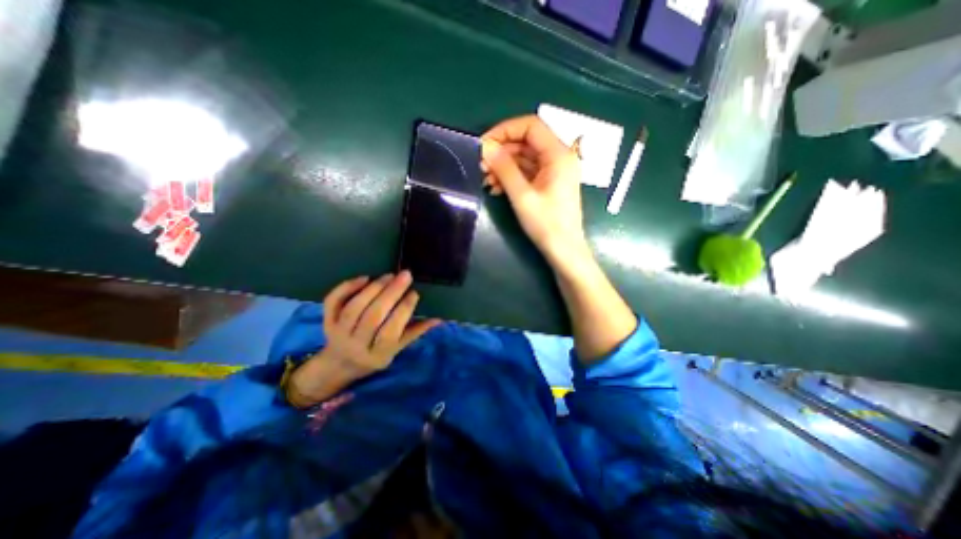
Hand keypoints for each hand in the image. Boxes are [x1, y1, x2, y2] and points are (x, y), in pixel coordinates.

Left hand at [288, 272, 439, 405]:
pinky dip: (347, 287)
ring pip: (355, 307)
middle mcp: (355, 345)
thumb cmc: (373, 356)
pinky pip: (333, 302)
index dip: (403, 311)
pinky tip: (364, 277)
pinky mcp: (327, 321)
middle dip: (390, 293)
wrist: (338, 365)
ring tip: (390, 275)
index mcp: (376, 354)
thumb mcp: (396, 349)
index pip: (390, 331)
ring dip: (374, 288)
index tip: (414, 293)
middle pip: (373, 316)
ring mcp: (338, 333)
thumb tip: (438, 319)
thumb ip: (415, 332)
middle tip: (405, 275)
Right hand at [486, 117, 588, 269]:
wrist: (564, 251)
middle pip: (526, 142)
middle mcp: (559, 157)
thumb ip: (504, 169)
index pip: (530, 126)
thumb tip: (486, 147)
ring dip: (504, 166)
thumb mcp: (522, 196)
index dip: (504, 131)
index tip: (484, 145)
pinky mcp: (548, 183)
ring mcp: (554, 171)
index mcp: (558, 155)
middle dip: (502, 152)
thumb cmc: (546, 225)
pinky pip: (527, 172)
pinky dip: (511, 177)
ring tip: (486, 180)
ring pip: (525, 158)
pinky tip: (496, 188)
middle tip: (481, 166)